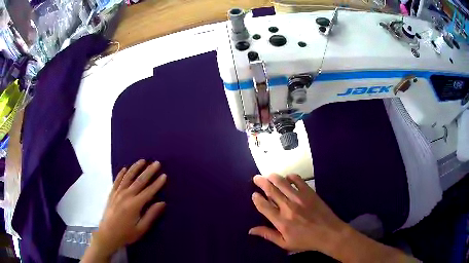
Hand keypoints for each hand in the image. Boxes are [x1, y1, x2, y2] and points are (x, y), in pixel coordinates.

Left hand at [81, 160, 166, 261]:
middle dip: (149, 171)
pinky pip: (117, 181)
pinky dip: (121, 174)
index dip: (157, 183)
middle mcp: (126, 195)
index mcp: (135, 205)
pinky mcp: (112, 194)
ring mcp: (117, 193)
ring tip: (142, 160)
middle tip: (156, 163)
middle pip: (139, 181)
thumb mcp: (141, 228)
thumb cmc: (126, 233)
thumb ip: (151, 215)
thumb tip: (162, 203)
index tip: (164, 175)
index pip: (149, 191)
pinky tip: (124, 168)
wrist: (107, 234)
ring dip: (135, 168)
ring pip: (127, 177)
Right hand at [249, 174, 347, 254]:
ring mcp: (299, 198)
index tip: (254, 194)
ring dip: (273, 177)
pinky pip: (298, 180)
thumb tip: (251, 230)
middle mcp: (288, 207)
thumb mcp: (285, 243)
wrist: (329, 233)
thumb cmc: (306, 240)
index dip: (257, 199)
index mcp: (281, 221)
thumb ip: (268, 235)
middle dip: (262, 183)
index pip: (264, 206)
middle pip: (271, 191)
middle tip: (256, 178)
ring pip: (283, 183)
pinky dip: (291, 176)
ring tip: (268, 175)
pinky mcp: (310, 193)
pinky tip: (288, 177)